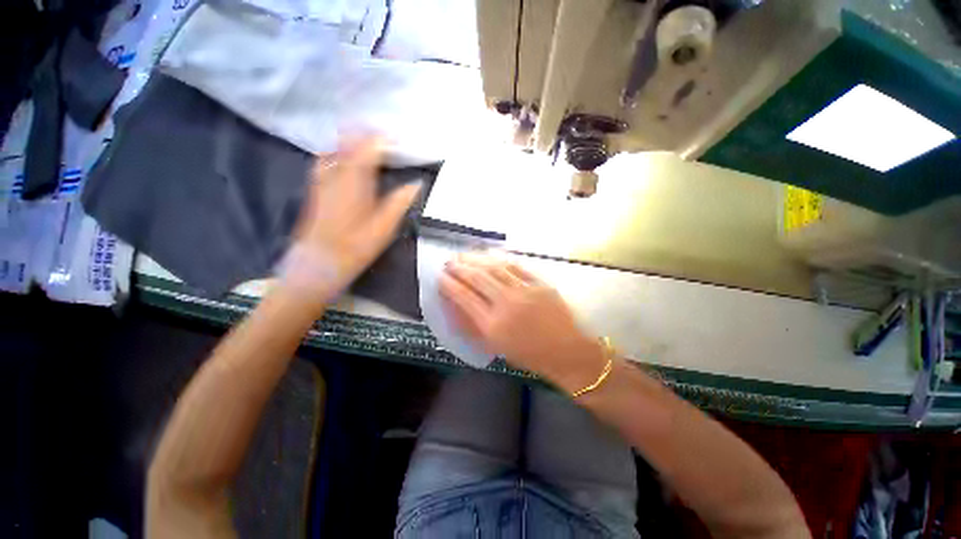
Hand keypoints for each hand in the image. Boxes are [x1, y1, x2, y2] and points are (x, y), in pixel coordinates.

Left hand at [288, 137, 421, 298]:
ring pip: (335, 148)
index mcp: (355, 182)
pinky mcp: (315, 188)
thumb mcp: (384, 228)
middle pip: (349, 142)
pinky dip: (338, 152)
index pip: (368, 149)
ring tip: (368, 143)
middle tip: (386, 139)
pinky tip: (344, 158)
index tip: (399, 139)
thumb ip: (399, 202)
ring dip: (351, 141)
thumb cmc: (355, 247)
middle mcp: (335, 174)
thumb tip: (416, 184)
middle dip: (367, 135)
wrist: (318, 262)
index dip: (384, 140)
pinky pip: (325, 159)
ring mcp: (322, 180)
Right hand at [439, 253, 607, 392]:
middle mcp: (506, 304)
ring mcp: (525, 291)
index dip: (449, 285)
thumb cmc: (530, 355)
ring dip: (476, 259)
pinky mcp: (540, 283)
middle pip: (477, 278)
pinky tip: (490, 253)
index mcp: (493, 325)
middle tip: (449, 261)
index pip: (464, 298)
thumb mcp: (497, 347)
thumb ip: (474, 326)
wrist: (567, 352)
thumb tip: (455, 305)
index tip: (440, 277)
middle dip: (459, 267)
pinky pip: (517, 266)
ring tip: (464, 255)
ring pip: (495, 267)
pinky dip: (500, 258)